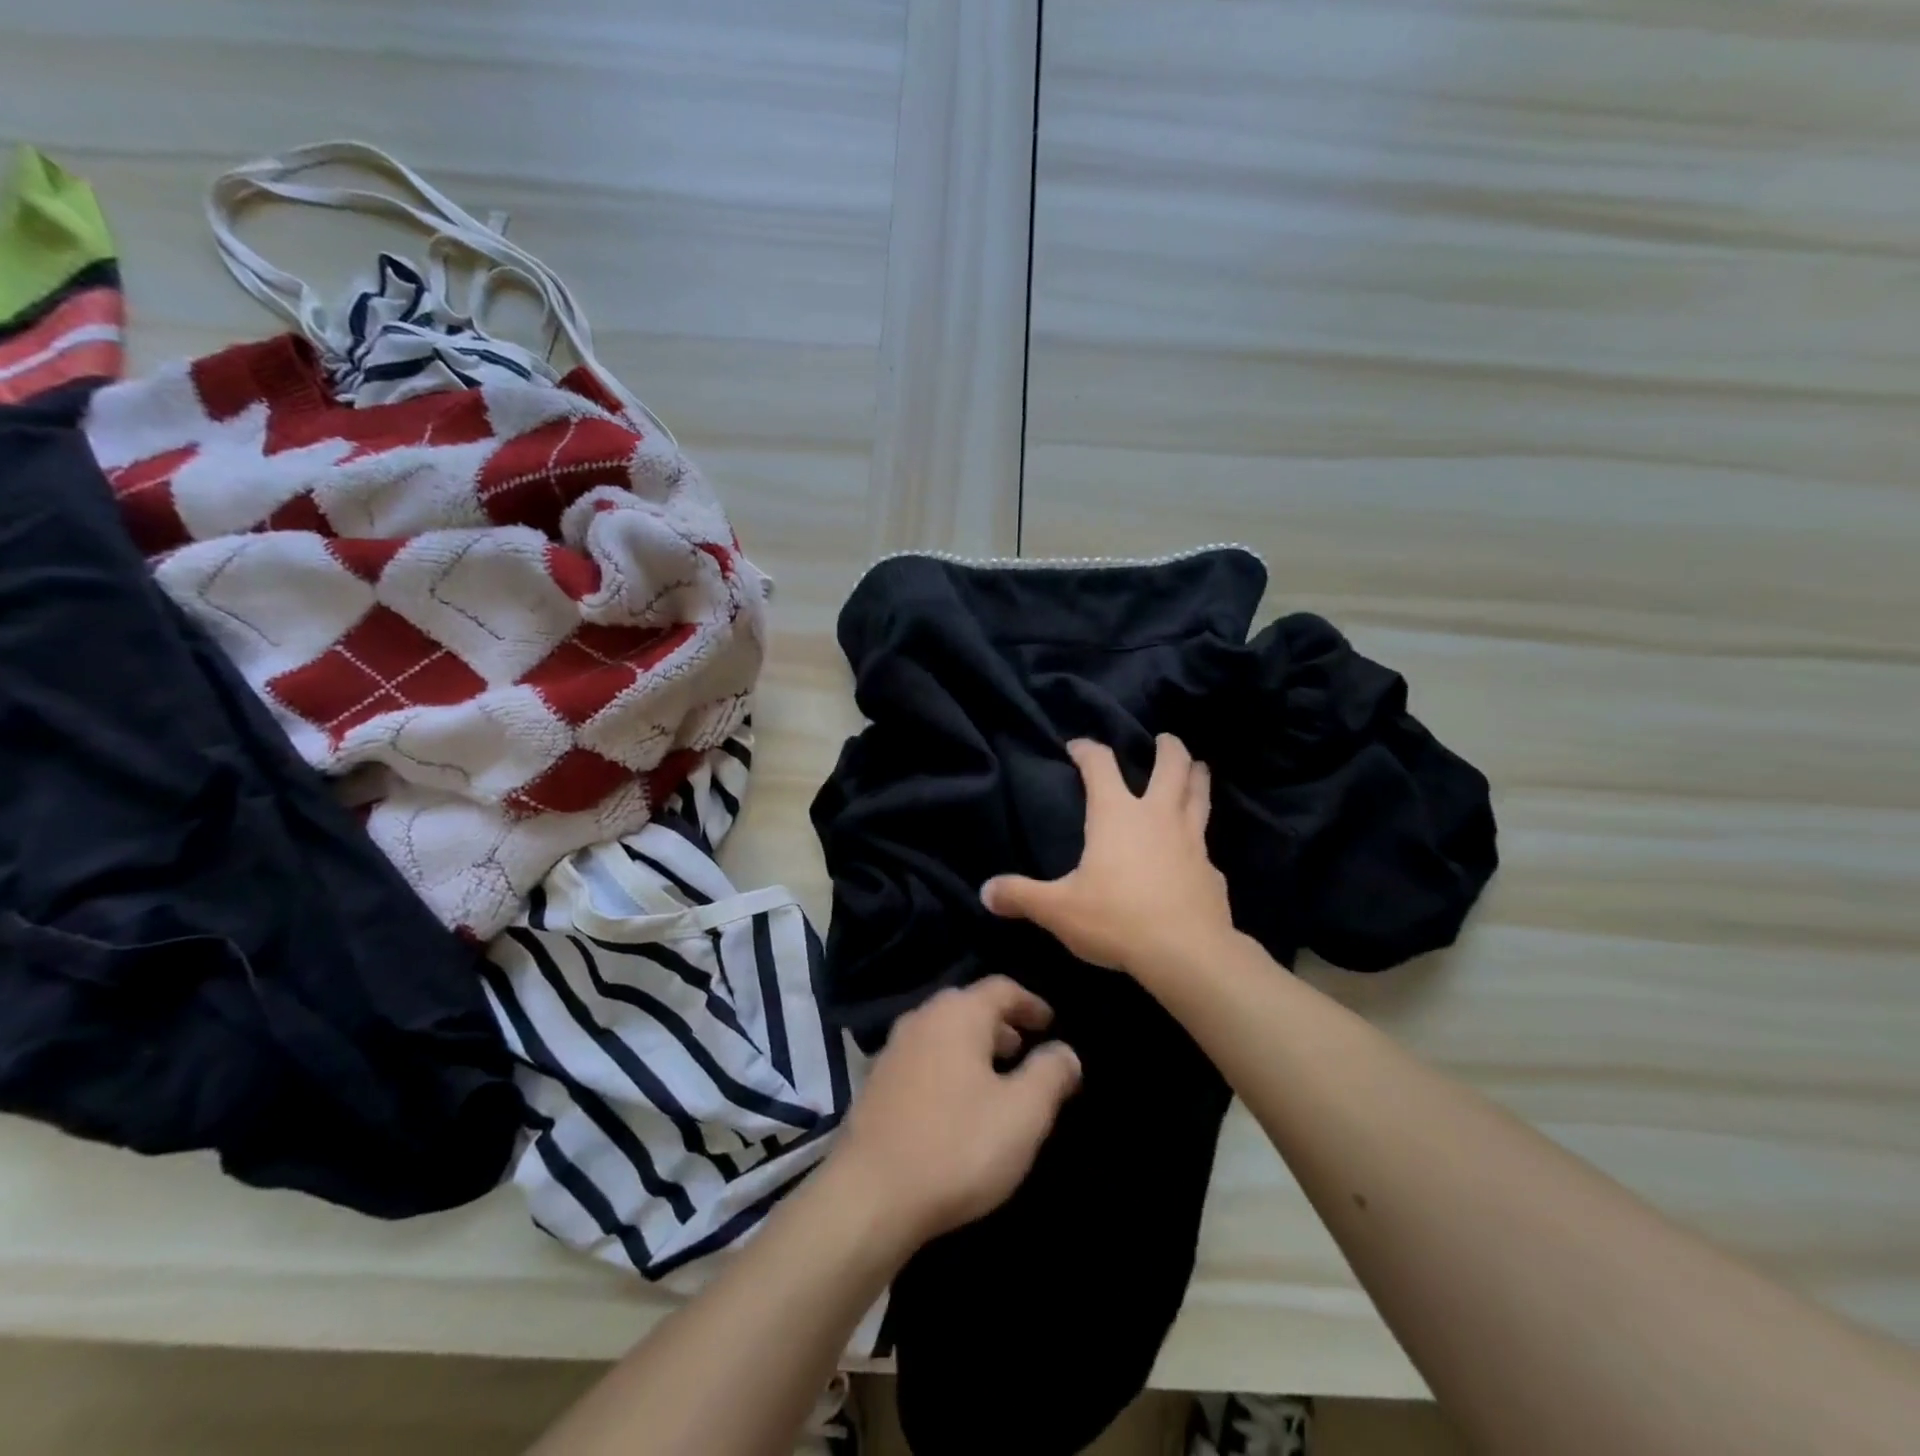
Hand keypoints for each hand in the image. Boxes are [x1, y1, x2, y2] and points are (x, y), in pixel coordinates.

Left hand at [827, 976, 1081, 1250]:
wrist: (869, 1197)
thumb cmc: (957, 1146)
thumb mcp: (1023, 1114)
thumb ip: (1050, 1074)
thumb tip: (1065, 1051)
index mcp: (957, 1014)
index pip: (1001, 988)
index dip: (1030, 1003)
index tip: (1051, 1023)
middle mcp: (922, 1019)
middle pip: (968, 1006)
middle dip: (1001, 1024)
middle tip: (1024, 1049)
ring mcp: (893, 1050)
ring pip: (943, 1033)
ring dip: (973, 1046)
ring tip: (996, 1078)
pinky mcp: (876, 1083)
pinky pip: (923, 1058)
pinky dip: (948, 1066)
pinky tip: (957, 1104)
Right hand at [981, 735, 1234, 977]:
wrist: (1186, 953)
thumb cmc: (1116, 919)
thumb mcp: (1058, 910)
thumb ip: (1021, 896)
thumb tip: (985, 891)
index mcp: (1116, 815)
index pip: (1100, 765)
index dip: (1087, 750)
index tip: (1077, 746)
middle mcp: (1157, 817)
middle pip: (1171, 766)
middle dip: (1168, 748)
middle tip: (1165, 739)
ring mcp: (1191, 841)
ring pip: (1199, 795)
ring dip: (1198, 777)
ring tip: (1198, 767)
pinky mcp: (1211, 870)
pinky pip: (1206, 842)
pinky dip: (1201, 836)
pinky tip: (1197, 848)